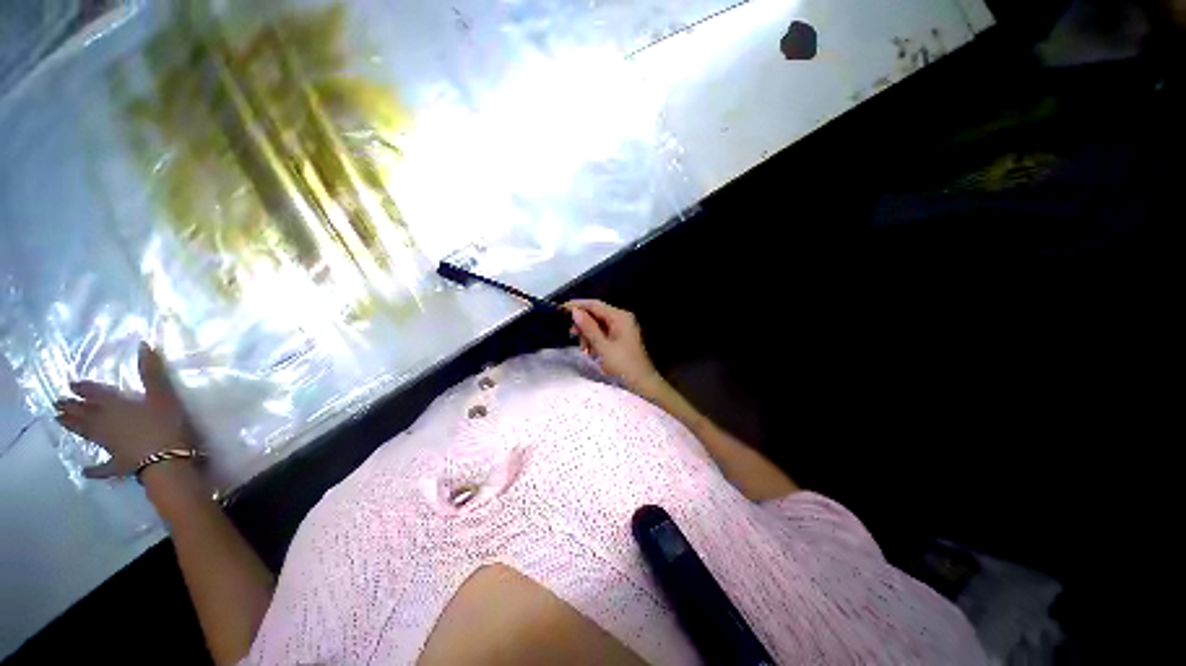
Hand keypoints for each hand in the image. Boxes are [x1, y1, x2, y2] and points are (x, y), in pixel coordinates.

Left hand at [55, 343, 195, 478]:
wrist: (166, 459)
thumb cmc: (165, 423)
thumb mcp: (163, 395)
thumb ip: (152, 372)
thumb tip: (142, 343)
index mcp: (116, 406)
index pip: (96, 395)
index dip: (84, 389)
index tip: (71, 384)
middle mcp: (106, 423)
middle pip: (85, 414)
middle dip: (71, 408)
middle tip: (56, 404)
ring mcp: (110, 445)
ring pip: (87, 434)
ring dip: (73, 428)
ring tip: (59, 423)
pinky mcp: (117, 463)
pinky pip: (102, 468)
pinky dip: (93, 470)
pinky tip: (85, 472)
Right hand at [566, 300, 662, 393]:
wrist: (643, 385)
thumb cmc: (623, 366)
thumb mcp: (602, 347)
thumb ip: (588, 328)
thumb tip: (574, 311)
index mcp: (620, 317)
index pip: (595, 305)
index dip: (577, 305)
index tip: (560, 309)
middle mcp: (622, 319)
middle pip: (597, 314)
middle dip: (582, 323)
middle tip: (571, 334)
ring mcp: (623, 329)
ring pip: (598, 325)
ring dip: (588, 334)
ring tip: (583, 348)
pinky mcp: (621, 339)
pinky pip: (604, 334)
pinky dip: (594, 340)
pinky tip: (590, 350)